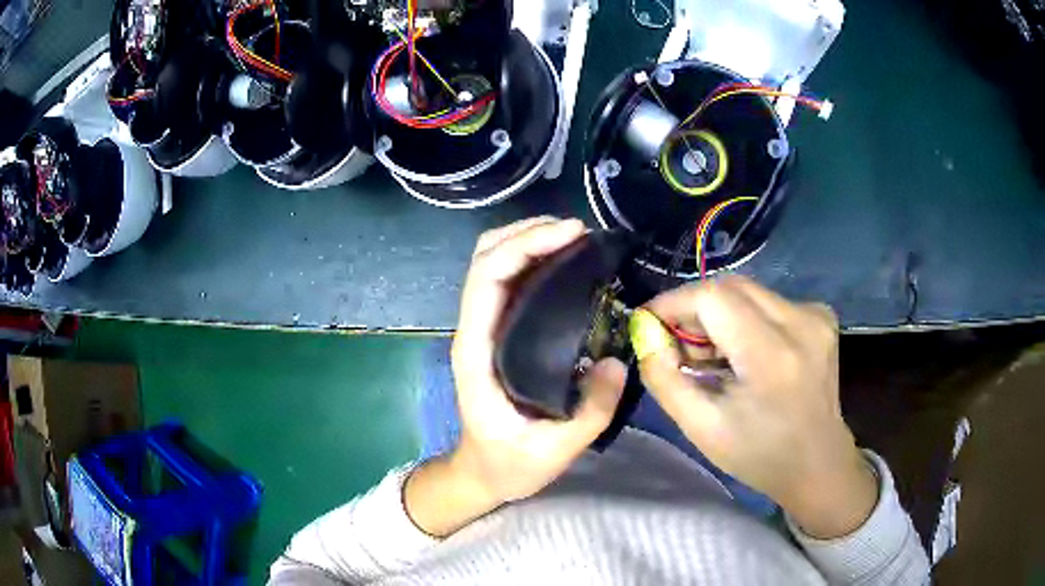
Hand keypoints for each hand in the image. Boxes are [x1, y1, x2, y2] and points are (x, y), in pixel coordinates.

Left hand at [405, 217, 626, 536]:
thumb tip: (617, 362)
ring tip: (575, 237)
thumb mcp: (554, 451)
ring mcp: (484, 329)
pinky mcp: (498, 333)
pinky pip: (509, 282)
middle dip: (528, 232)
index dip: (524, 246)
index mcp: (477, 352)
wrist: (482, 472)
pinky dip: (533, 259)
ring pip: (493, 263)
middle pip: (485, 258)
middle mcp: (474, 331)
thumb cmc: (509, 463)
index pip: (487, 279)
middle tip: (579, 230)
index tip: (572, 234)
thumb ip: (589, 412)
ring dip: (529, 240)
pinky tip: (566, 262)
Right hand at [637, 276, 876, 538]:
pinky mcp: (821, 316)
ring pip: (748, 292)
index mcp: (772, 356)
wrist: (817, 462)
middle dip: (694, 308)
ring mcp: (816, 316)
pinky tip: (745, 352)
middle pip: (730, 287)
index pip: (713, 297)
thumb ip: (664, 378)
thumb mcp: (701, 427)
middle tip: (678, 344)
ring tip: (712, 355)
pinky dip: (745, 318)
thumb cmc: (758, 454)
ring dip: (719, 315)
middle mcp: (800, 323)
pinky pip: (769, 301)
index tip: (650, 323)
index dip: (674, 303)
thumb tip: (645, 334)